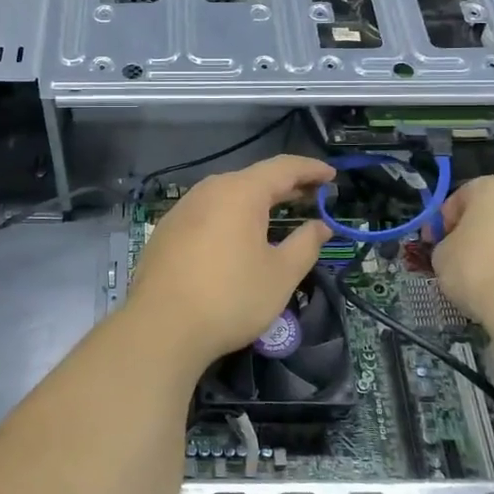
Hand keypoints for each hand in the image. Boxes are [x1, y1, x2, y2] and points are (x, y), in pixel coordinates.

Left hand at [125, 154, 335, 368]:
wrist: (162, 326)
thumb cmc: (231, 297)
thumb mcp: (280, 274)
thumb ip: (305, 244)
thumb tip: (320, 226)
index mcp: (240, 192)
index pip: (282, 167)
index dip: (310, 169)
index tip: (332, 175)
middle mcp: (209, 190)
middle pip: (253, 178)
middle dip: (284, 185)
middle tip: (311, 196)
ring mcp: (183, 209)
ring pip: (227, 194)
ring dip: (255, 200)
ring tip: (277, 212)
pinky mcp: (167, 230)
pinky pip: (207, 211)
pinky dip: (230, 215)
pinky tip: (237, 235)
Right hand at [430, 172, 493, 321]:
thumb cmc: (477, 267)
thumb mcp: (441, 253)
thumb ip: (445, 241)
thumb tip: (454, 248)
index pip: (458, 199)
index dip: (440, 223)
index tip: (432, 245)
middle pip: (490, 210)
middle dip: (473, 230)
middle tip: (455, 255)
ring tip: (479, 272)